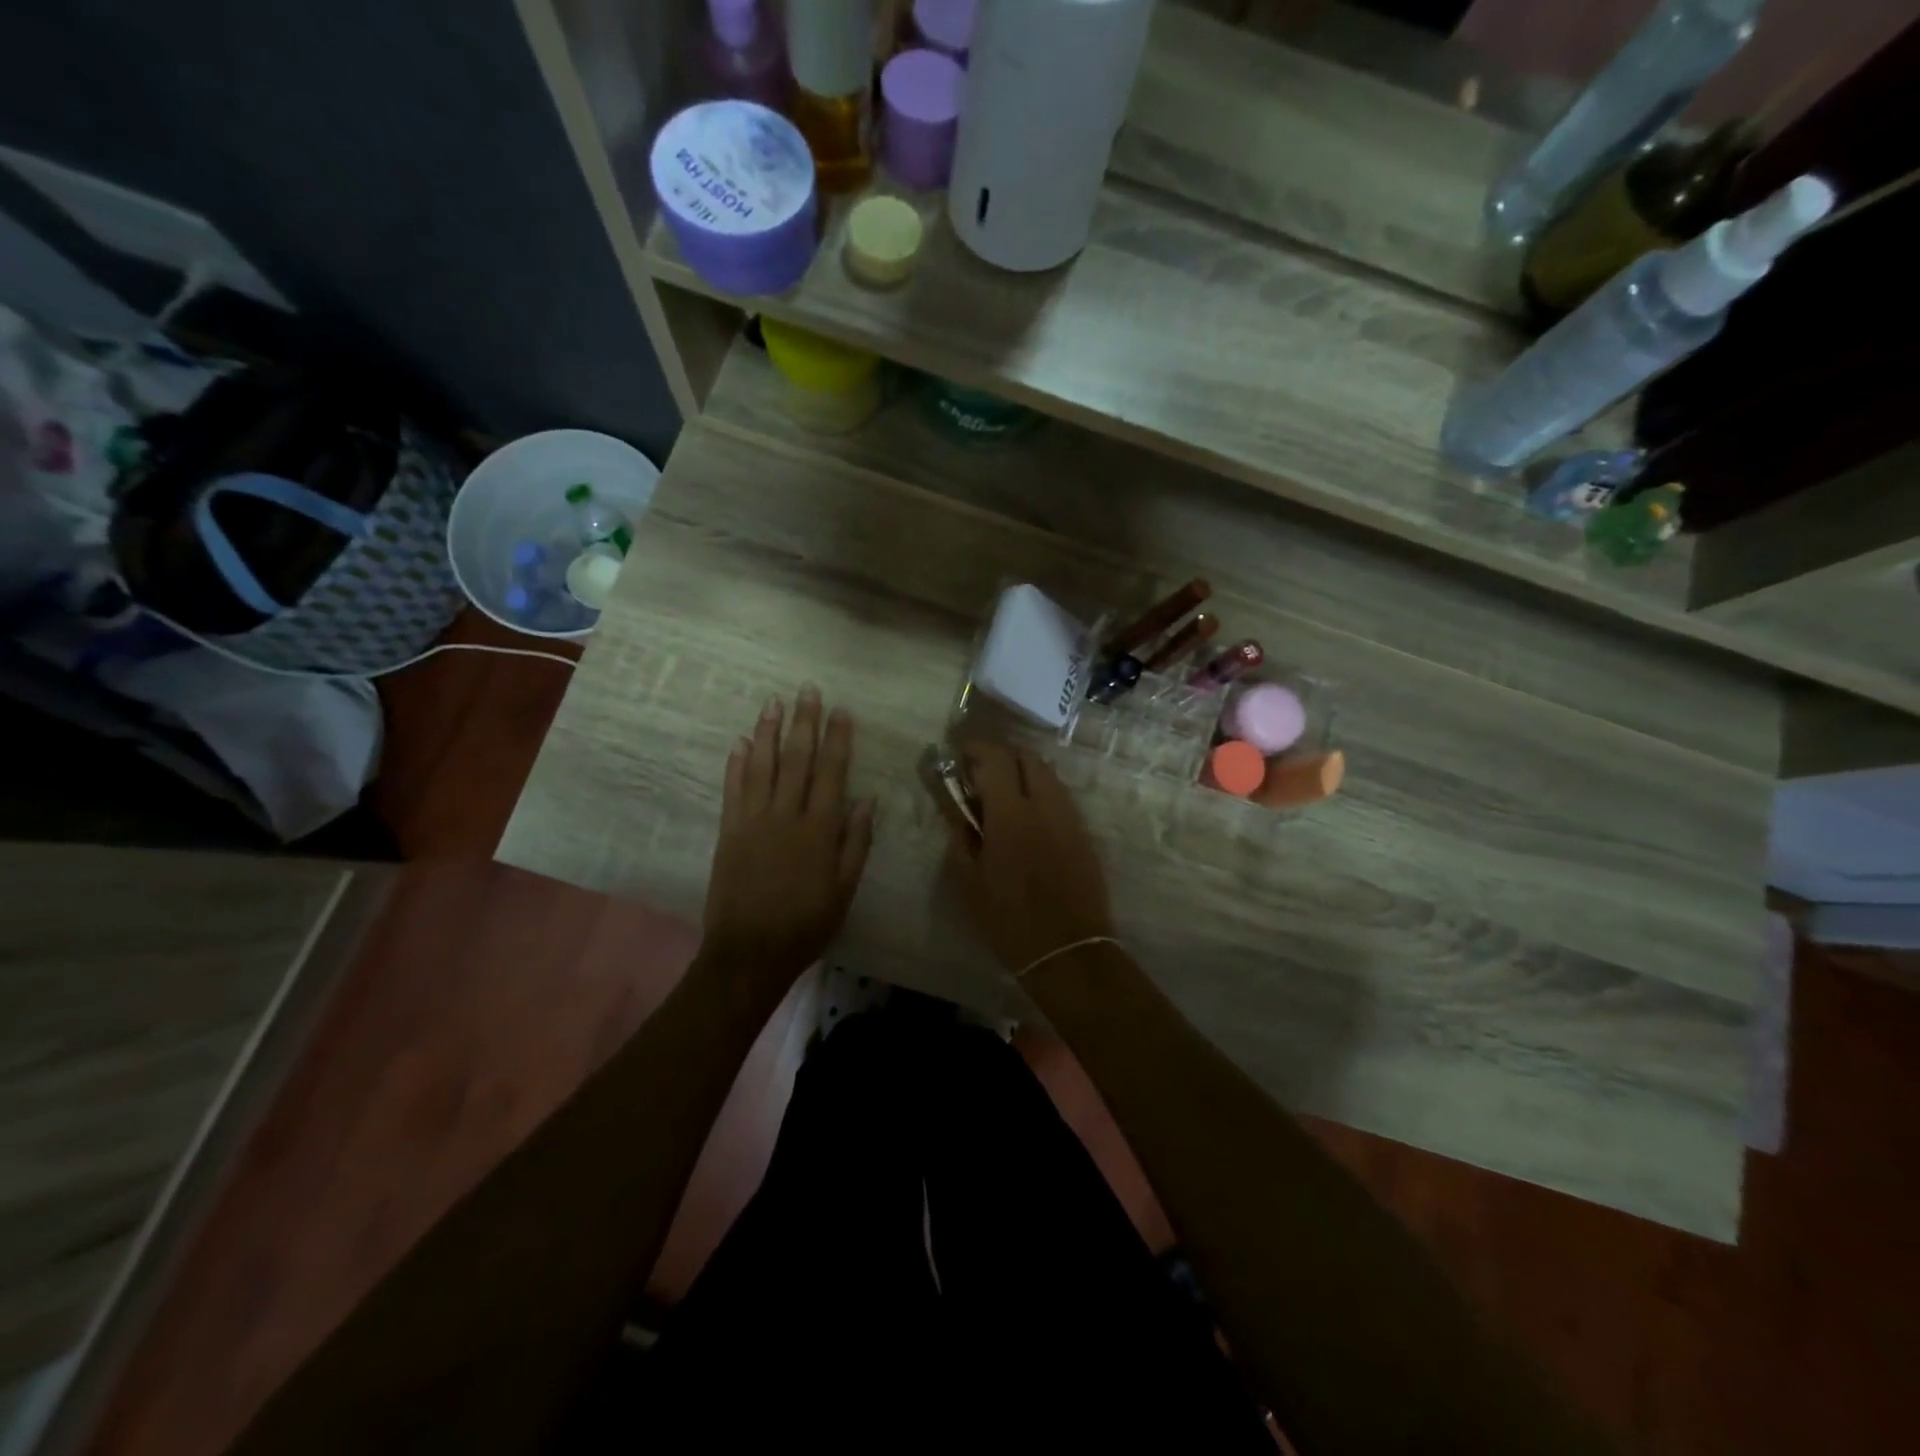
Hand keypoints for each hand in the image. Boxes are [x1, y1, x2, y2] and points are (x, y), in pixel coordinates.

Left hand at [702, 687, 874, 982]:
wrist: (750, 951)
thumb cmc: (807, 922)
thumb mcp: (844, 888)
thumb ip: (856, 841)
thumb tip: (867, 798)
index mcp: (819, 828)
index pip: (831, 772)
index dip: (837, 739)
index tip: (841, 710)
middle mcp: (786, 815)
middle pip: (796, 759)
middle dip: (803, 722)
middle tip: (806, 690)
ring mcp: (753, 821)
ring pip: (761, 766)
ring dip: (767, 732)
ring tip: (773, 703)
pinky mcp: (728, 831)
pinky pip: (733, 790)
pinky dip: (736, 764)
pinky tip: (740, 742)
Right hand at [945, 743, 1114, 974]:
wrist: (1068, 950)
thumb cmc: (1008, 919)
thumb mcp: (969, 881)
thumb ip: (960, 835)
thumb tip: (956, 807)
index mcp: (1011, 814)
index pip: (995, 758)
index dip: (976, 748)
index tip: (960, 754)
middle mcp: (1045, 805)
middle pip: (1026, 757)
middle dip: (1002, 757)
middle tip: (981, 775)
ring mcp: (1069, 817)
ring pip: (1048, 775)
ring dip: (1024, 773)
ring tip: (1004, 795)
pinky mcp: (1084, 833)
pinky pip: (1061, 797)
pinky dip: (1041, 793)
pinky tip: (1028, 817)